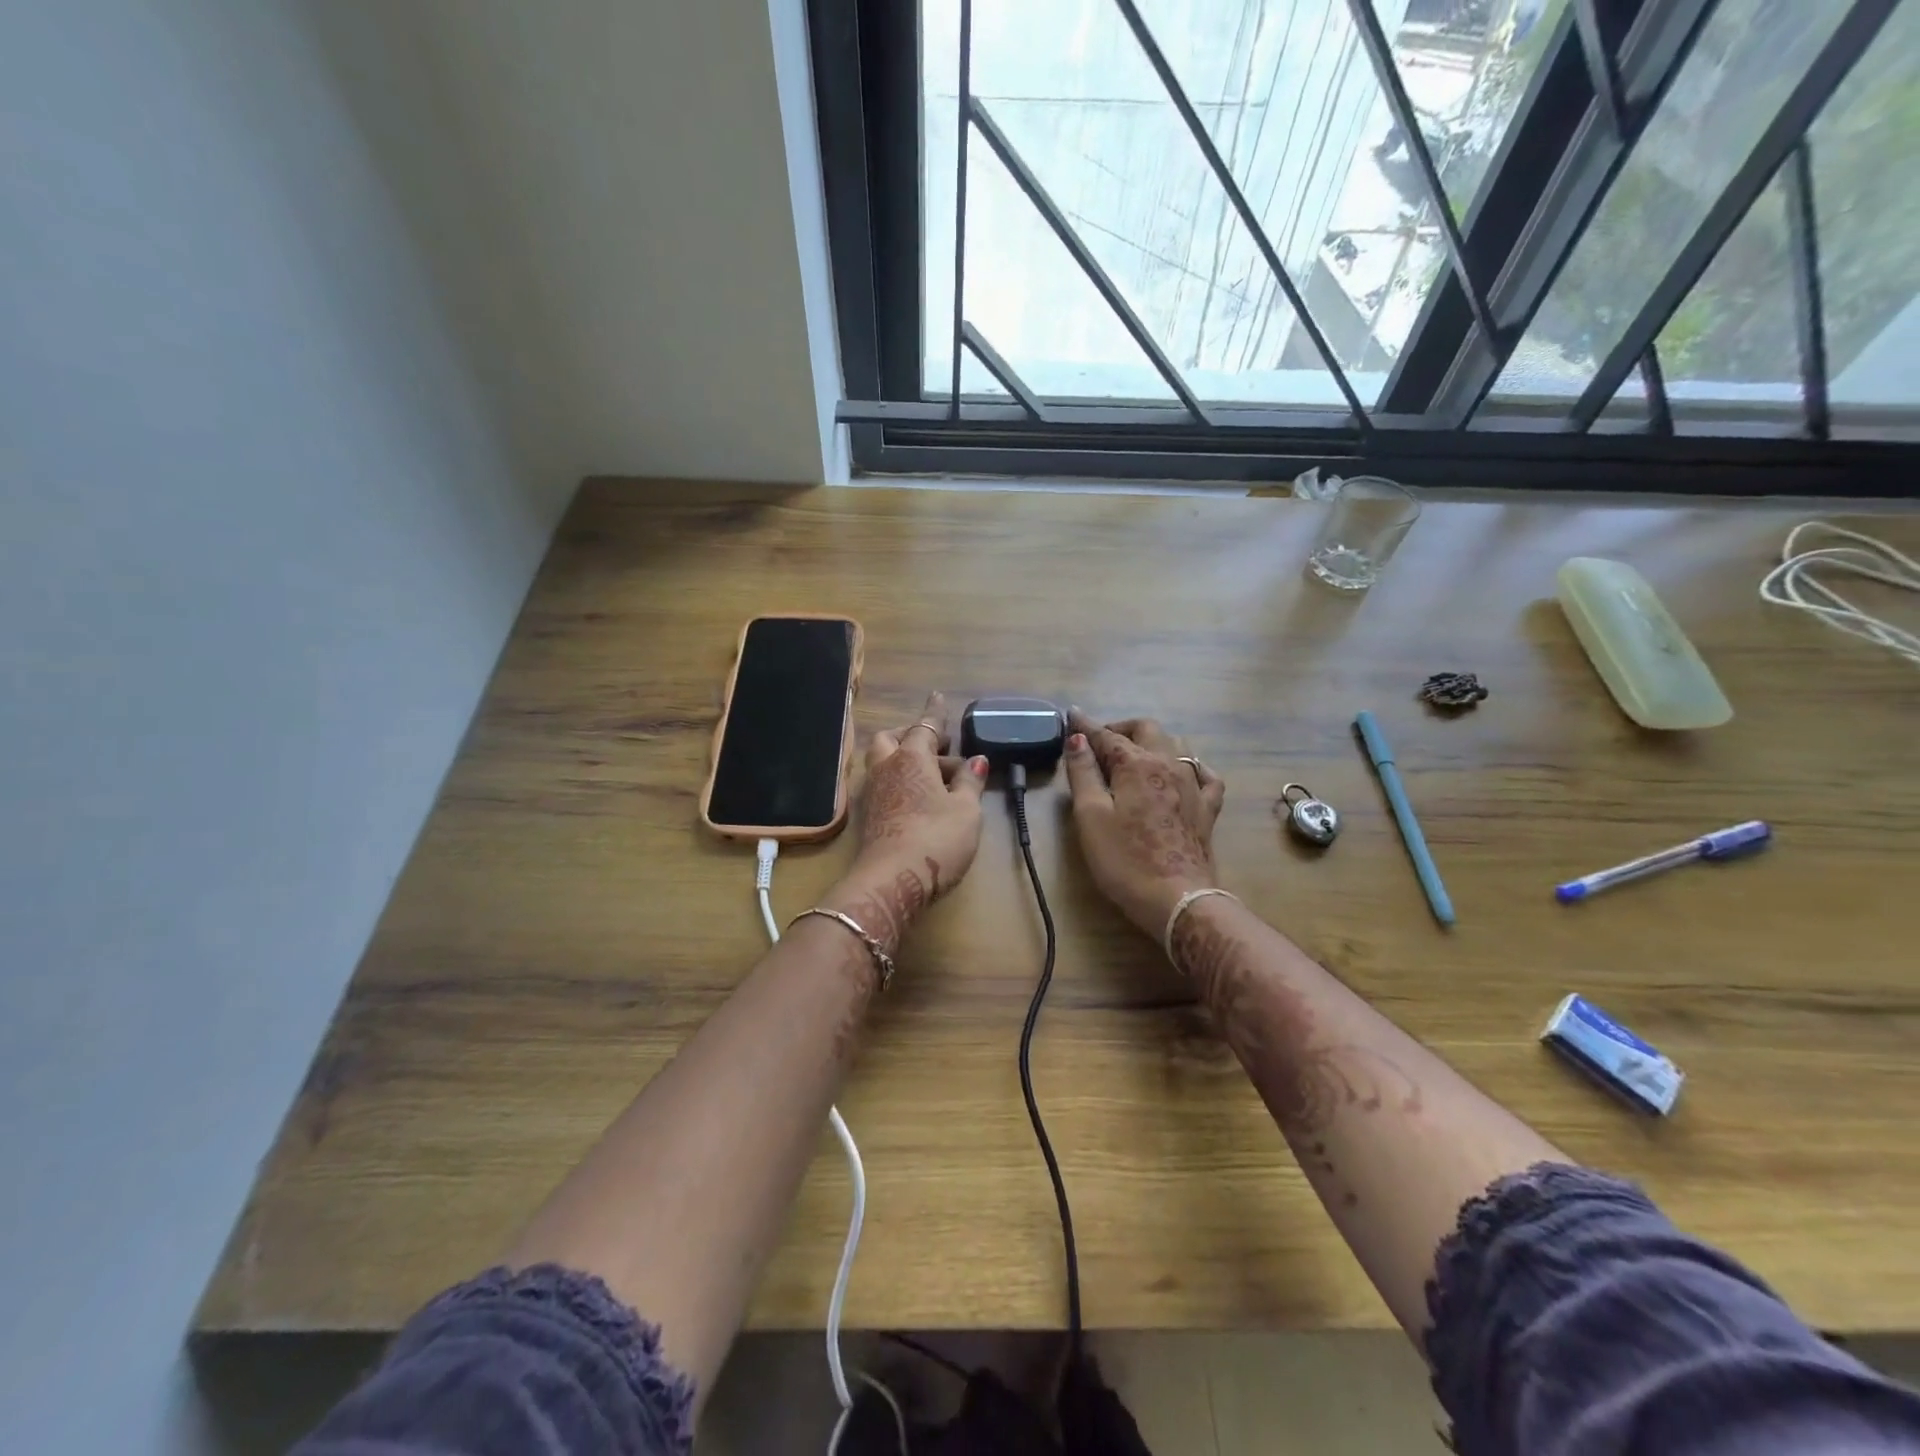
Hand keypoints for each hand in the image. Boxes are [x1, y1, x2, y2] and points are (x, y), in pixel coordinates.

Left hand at [827, 692, 987, 954]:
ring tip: (936, 777)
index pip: (925, 726)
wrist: (891, 882)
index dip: (935, 712)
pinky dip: (900, 782)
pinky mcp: (868, 817)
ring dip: (906, 760)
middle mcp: (886, 769)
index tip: (937, 695)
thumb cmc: (936, 838)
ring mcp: (873, 793)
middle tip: (939, 747)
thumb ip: (970, 782)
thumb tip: (976, 761)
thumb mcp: (966, 810)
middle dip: (913, 736)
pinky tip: (919, 800)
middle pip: (892, 739)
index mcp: (911, 758)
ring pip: (884, 762)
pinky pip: (884, 785)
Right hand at [1063, 709, 1225, 941]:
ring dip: (1152, 741)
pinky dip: (1189, 765)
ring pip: (1176, 745)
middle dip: (1120, 728)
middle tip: (1098, 742)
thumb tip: (1077, 738)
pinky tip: (1182, 773)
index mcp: (1137, 764)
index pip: (1106, 736)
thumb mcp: (1091, 816)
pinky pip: (1204, 774)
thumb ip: (1083, 773)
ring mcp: (1194, 785)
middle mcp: (1169, 764)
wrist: (1177, 900)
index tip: (1071, 715)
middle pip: (1147, 729)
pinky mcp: (1207, 809)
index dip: (1085, 726)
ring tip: (1133, 755)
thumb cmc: (1125, 859)